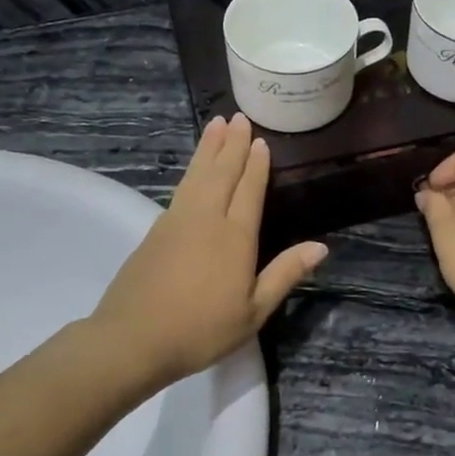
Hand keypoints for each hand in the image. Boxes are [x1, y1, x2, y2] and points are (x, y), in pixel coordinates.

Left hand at [93, 113, 327, 388]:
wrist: (133, 338)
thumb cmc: (201, 329)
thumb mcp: (253, 311)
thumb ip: (285, 274)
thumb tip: (321, 246)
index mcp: (235, 237)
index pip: (249, 190)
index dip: (256, 165)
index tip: (261, 141)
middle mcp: (206, 219)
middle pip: (221, 173)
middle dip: (232, 144)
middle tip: (238, 117)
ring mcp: (177, 221)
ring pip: (197, 175)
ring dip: (208, 148)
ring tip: (216, 124)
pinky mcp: (155, 230)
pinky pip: (180, 189)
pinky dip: (191, 170)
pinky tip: (193, 169)